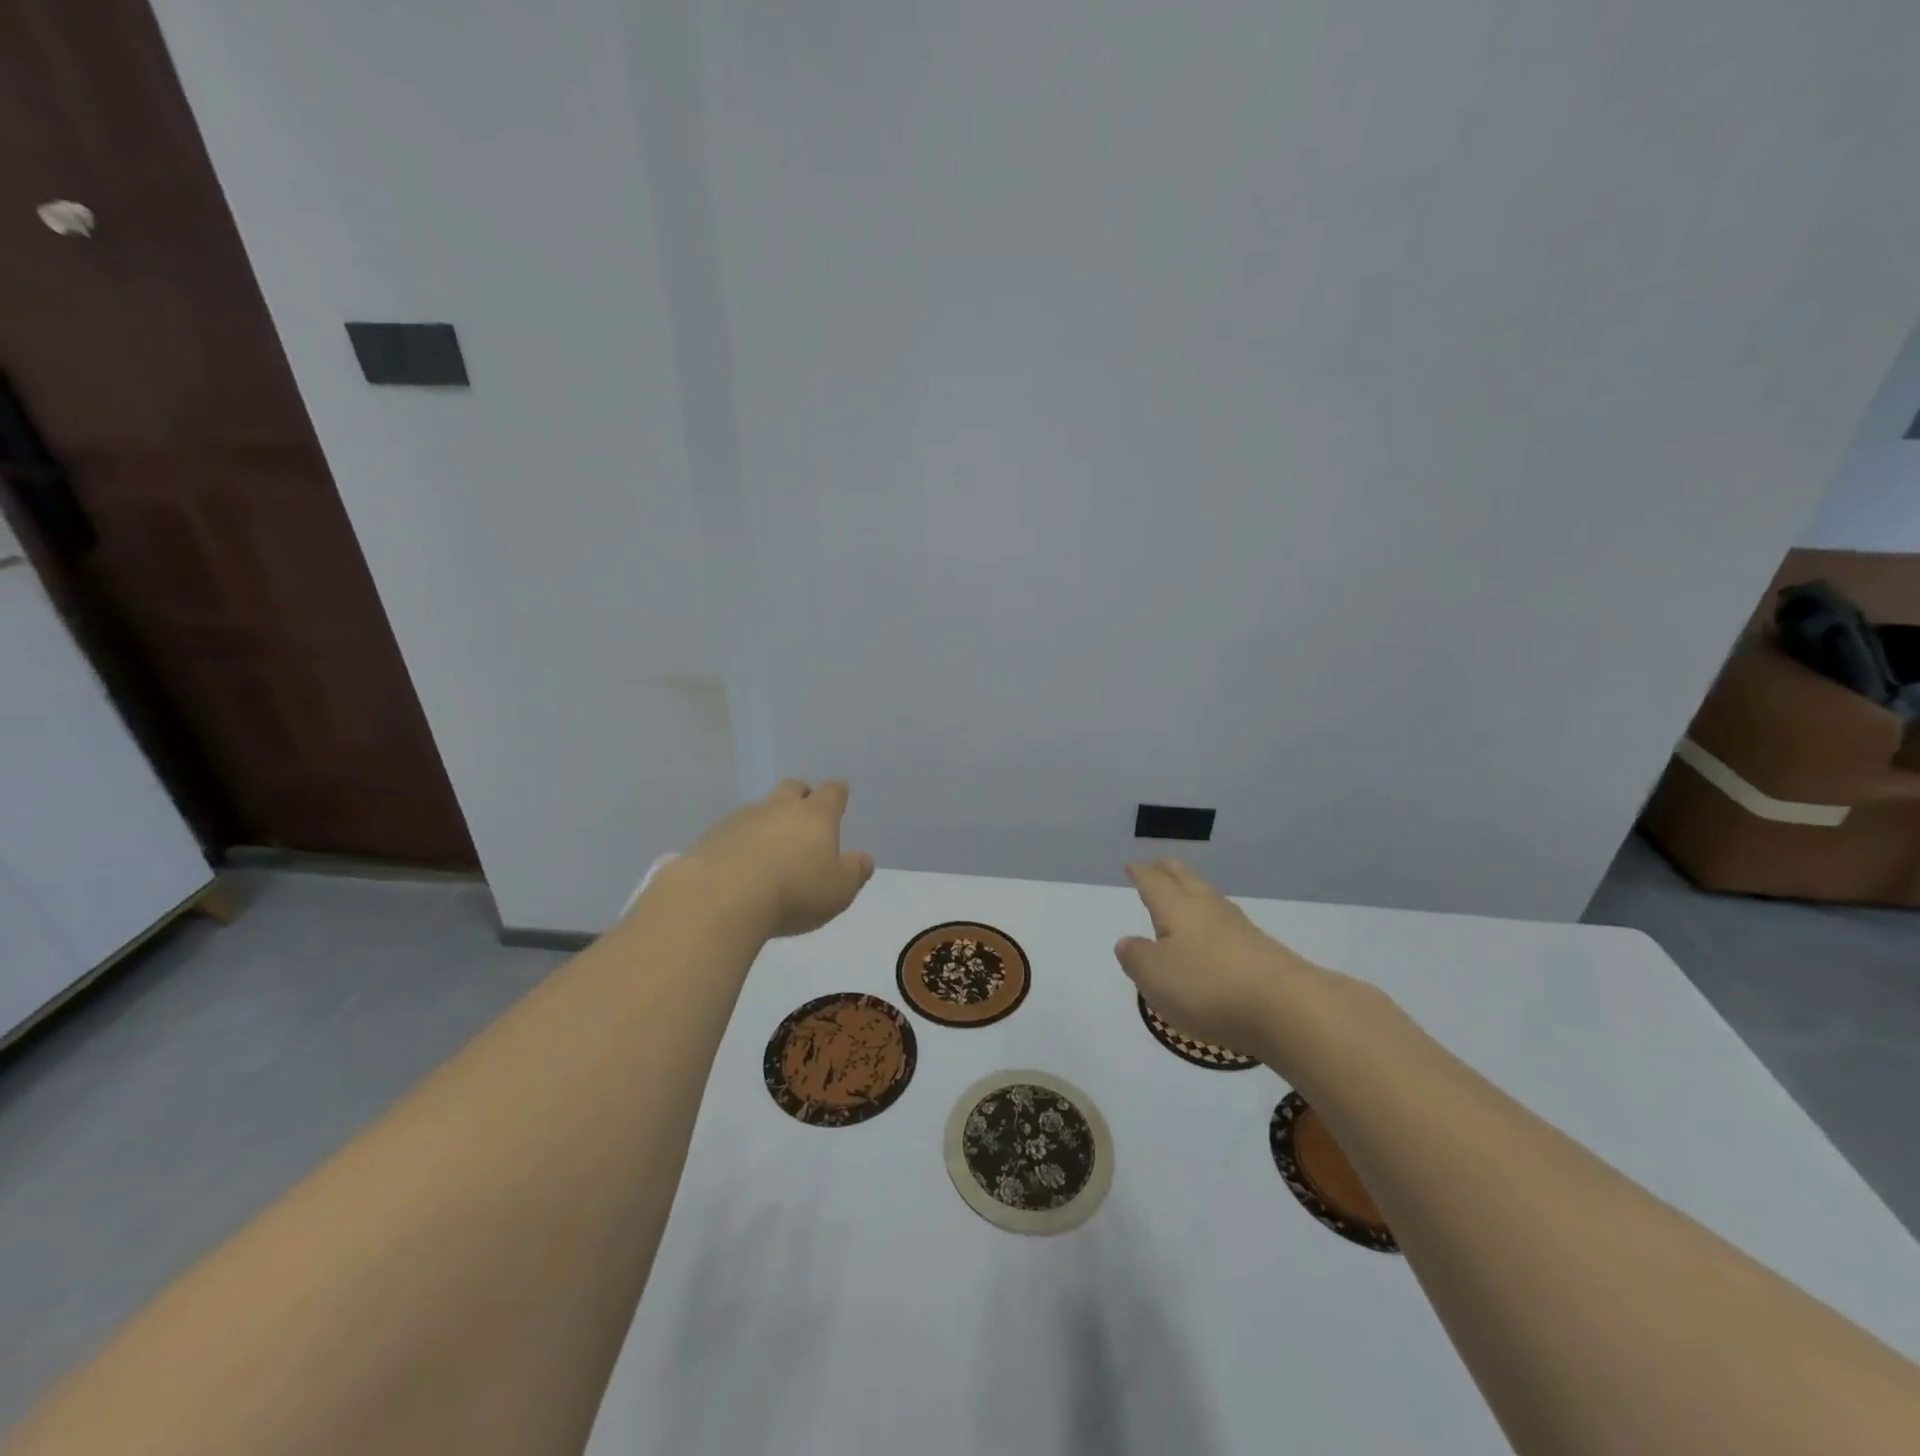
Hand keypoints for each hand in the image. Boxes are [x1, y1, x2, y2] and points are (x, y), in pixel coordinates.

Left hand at [674, 779, 874, 937]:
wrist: (721, 899)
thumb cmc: (794, 892)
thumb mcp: (838, 890)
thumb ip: (854, 872)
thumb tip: (863, 859)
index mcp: (815, 816)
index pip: (831, 793)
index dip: (838, 792)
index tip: (841, 791)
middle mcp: (779, 808)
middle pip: (792, 788)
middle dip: (801, 794)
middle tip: (805, 807)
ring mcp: (741, 820)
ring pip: (760, 810)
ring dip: (768, 821)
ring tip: (770, 846)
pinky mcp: (711, 838)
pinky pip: (732, 832)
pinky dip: (741, 842)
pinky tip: (740, 864)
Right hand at [1116, 859, 1375, 1069]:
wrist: (1288, 1009)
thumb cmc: (1209, 987)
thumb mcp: (1155, 977)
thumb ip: (1137, 957)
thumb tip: (1127, 942)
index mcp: (1177, 908)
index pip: (1154, 883)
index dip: (1141, 873)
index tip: (1132, 865)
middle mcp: (1208, 909)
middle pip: (1186, 880)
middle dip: (1169, 871)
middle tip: (1157, 865)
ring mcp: (1240, 929)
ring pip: (1210, 899)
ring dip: (1193, 892)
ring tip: (1184, 895)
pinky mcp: (1263, 952)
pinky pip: (1228, 926)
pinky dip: (1213, 923)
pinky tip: (1214, 936)